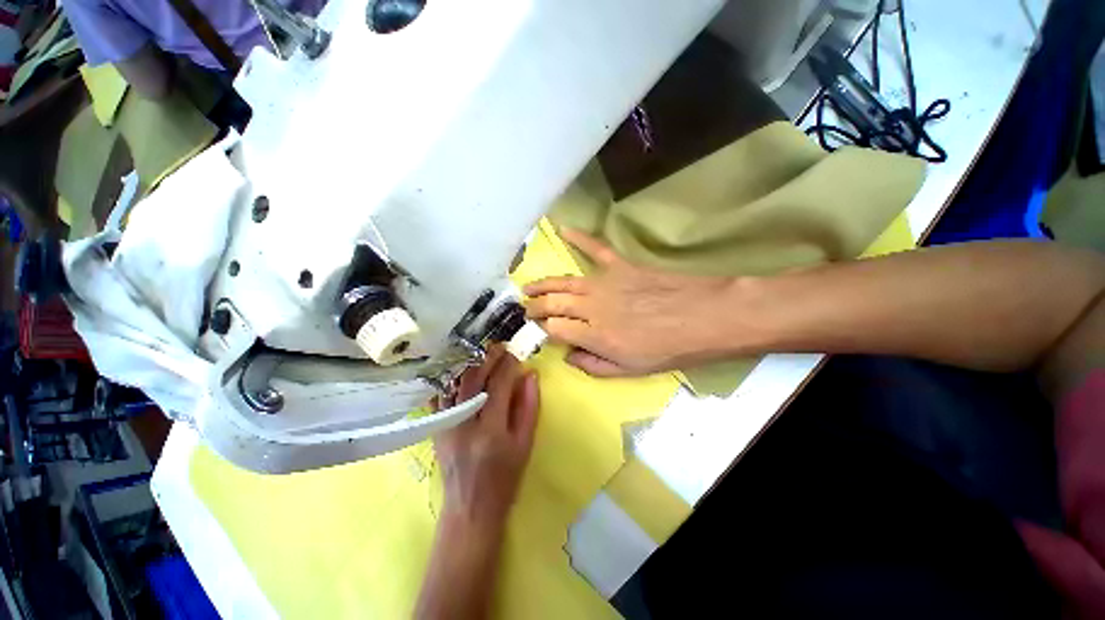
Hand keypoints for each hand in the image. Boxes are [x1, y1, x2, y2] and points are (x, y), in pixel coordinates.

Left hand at [434, 346, 539, 533]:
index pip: (498, 386)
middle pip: (472, 379)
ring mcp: (444, 425)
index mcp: (490, 431)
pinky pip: (440, 396)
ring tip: (482, 353)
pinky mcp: (436, 428)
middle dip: (487, 358)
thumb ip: (528, 407)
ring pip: (453, 383)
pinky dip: (449, 379)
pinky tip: (460, 370)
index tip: (516, 354)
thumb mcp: (524, 444)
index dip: (508, 365)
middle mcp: (463, 424)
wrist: (470, 509)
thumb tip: (530, 375)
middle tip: (499, 347)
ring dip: (468, 364)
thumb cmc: (505, 479)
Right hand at [524, 229, 738, 376]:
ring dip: (542, 284)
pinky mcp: (620, 265)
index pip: (554, 329)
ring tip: (527, 287)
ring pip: (564, 281)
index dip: (542, 330)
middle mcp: (592, 307)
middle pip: (553, 304)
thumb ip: (594, 366)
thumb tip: (568, 356)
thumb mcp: (630, 370)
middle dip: (534, 307)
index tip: (536, 330)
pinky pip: (595, 248)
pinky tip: (563, 229)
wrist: (703, 317)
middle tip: (525, 309)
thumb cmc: (668, 348)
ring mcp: (605, 283)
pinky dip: (579, 238)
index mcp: (595, 335)